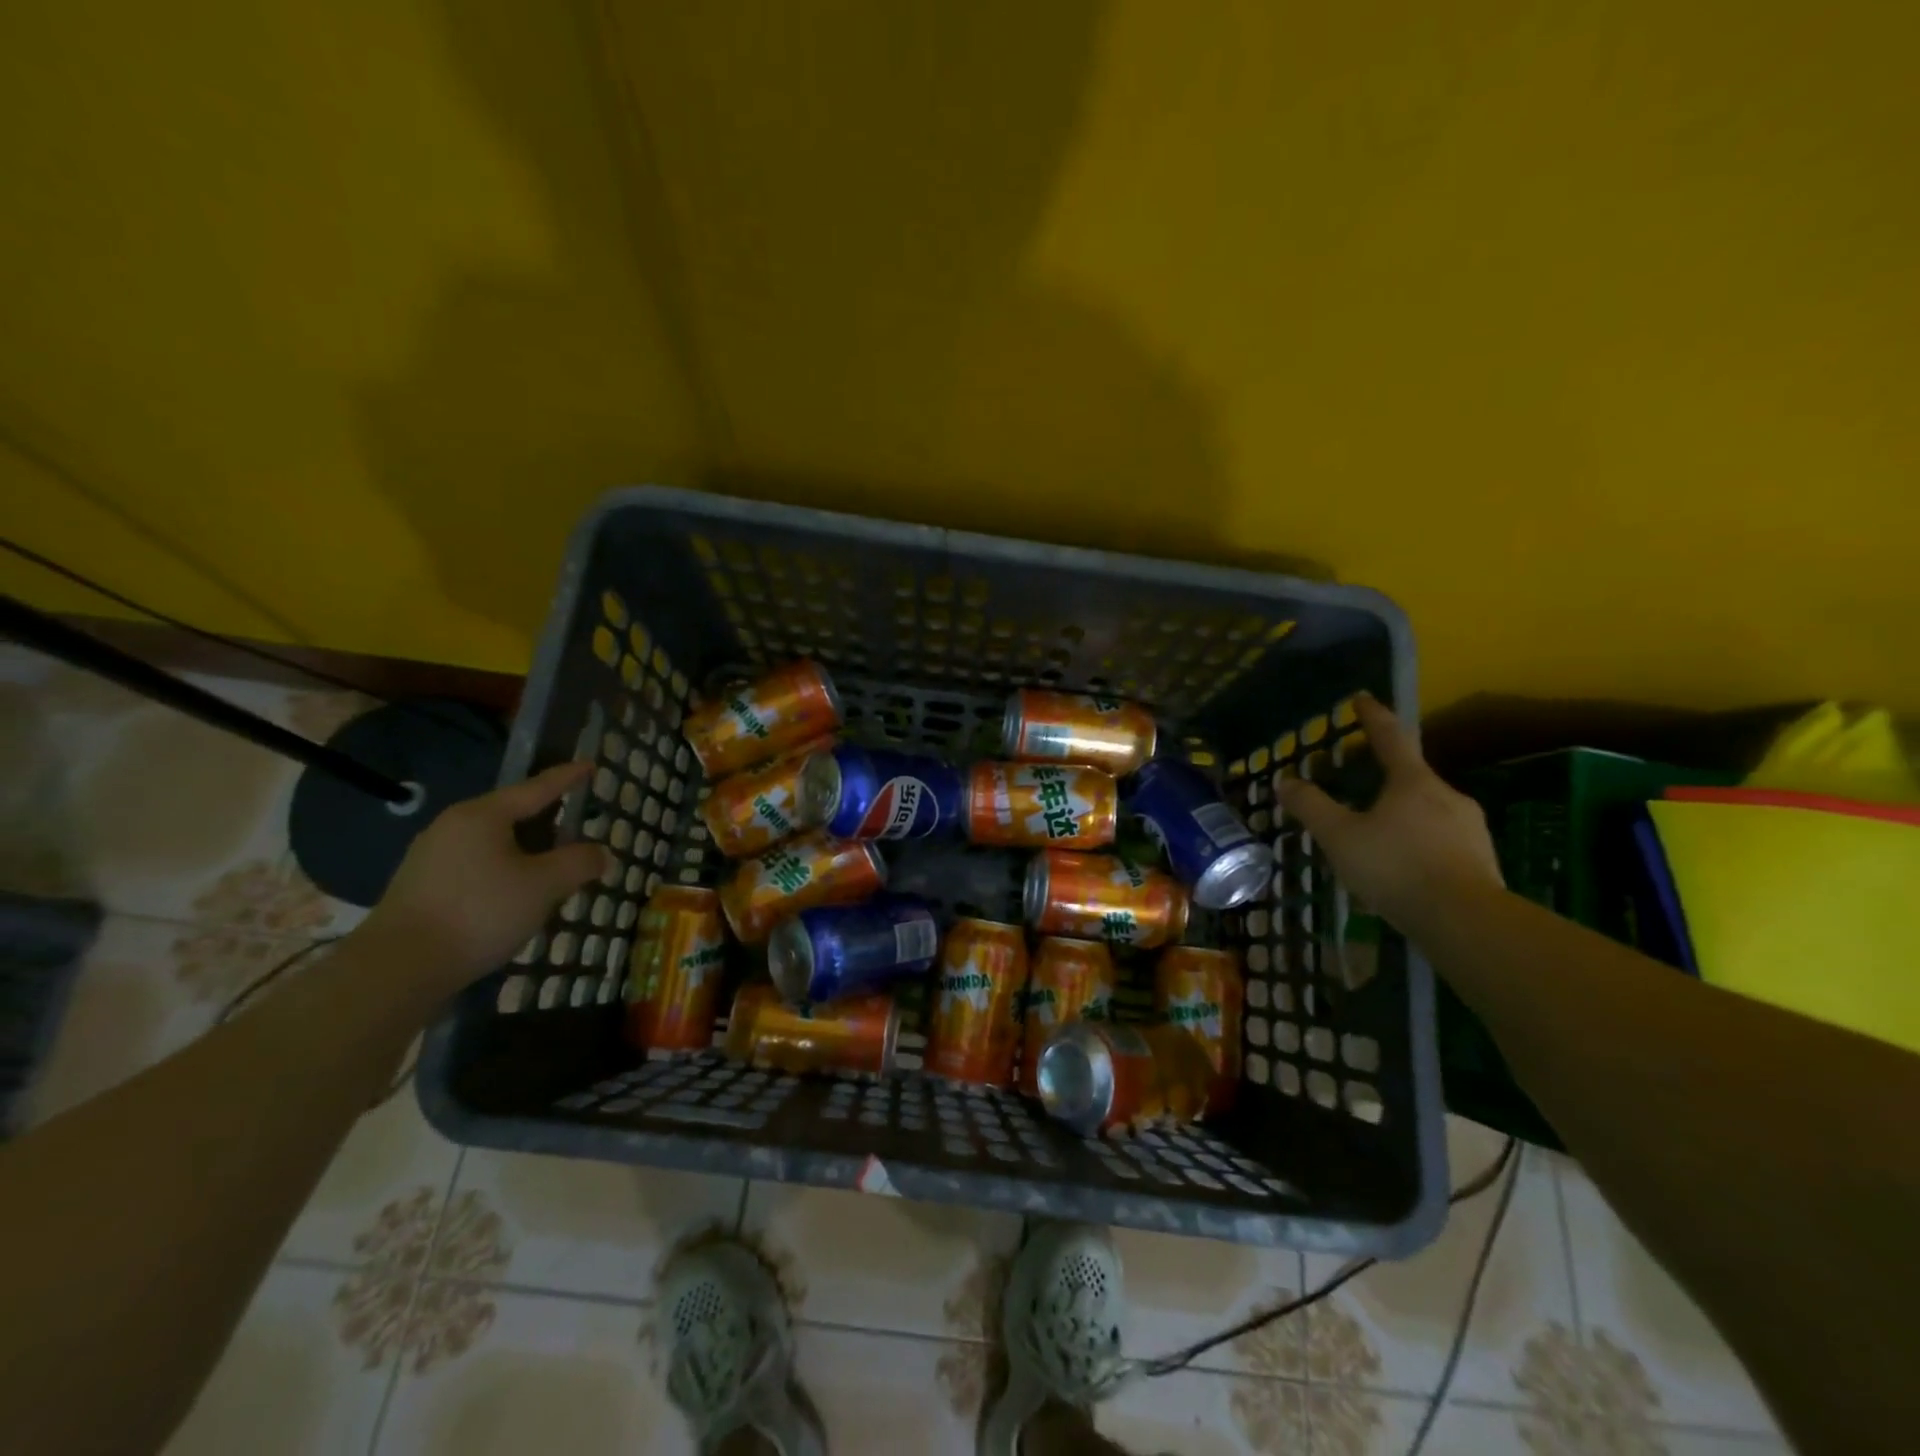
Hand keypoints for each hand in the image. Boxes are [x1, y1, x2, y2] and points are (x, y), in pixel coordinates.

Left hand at [358, 762, 612, 991]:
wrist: (397, 969)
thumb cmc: (480, 913)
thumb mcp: (544, 886)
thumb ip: (579, 863)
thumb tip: (601, 853)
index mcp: (483, 815)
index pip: (537, 788)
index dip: (568, 777)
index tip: (590, 765)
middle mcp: (453, 826)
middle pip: (513, 814)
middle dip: (548, 820)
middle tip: (578, 824)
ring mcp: (432, 856)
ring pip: (495, 843)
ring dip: (527, 851)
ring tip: (554, 866)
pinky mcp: (422, 886)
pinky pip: (477, 865)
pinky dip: (505, 871)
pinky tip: (517, 895)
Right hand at [1274, 693, 1502, 930]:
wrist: (1466, 920)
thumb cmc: (1396, 867)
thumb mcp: (1339, 836)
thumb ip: (1311, 806)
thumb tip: (1285, 780)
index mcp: (1413, 781)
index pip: (1390, 737)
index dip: (1372, 716)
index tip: (1362, 698)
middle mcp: (1446, 795)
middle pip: (1409, 775)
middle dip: (1380, 772)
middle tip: (1353, 777)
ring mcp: (1470, 827)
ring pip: (1426, 809)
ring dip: (1399, 810)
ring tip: (1373, 829)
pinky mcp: (1482, 859)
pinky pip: (1440, 838)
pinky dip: (1416, 839)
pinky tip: (1401, 863)